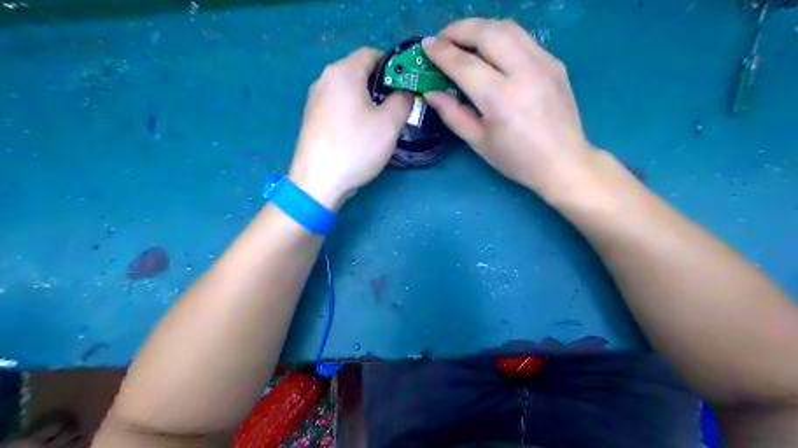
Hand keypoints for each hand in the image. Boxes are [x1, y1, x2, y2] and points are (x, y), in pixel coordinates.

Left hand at [289, 47, 411, 210]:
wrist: (317, 181)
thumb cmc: (356, 148)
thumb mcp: (390, 123)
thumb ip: (403, 100)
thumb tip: (404, 93)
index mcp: (343, 71)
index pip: (372, 53)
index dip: (393, 66)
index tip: (407, 87)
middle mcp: (325, 78)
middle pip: (359, 71)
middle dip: (381, 85)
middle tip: (398, 107)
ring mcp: (315, 99)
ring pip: (349, 90)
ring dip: (368, 100)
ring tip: (382, 122)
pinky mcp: (312, 118)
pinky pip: (338, 105)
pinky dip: (353, 111)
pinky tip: (361, 132)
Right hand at [423, 17, 597, 197]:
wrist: (564, 162)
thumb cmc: (517, 159)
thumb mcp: (479, 142)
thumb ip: (453, 114)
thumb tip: (431, 93)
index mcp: (501, 100)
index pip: (464, 64)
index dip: (442, 52)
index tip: (426, 45)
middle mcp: (524, 73)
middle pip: (487, 33)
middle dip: (459, 29)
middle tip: (443, 38)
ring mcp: (544, 64)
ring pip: (507, 28)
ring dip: (480, 27)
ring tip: (464, 39)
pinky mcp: (555, 62)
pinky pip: (523, 38)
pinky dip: (501, 36)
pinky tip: (491, 50)